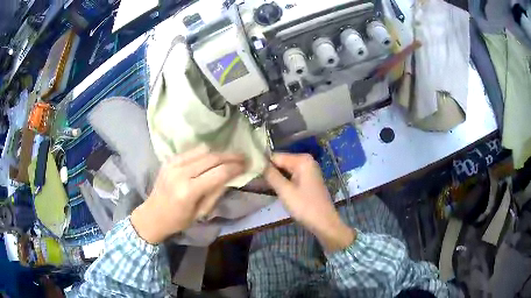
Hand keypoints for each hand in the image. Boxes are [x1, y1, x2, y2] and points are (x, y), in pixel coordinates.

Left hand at [131, 146, 245, 243]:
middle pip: (212, 158)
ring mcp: (173, 164)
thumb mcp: (201, 212)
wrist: (152, 215)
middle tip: (242, 157)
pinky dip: (204, 153)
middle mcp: (180, 173)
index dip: (235, 167)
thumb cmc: (178, 220)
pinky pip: (191, 151)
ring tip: (228, 157)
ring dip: (218, 152)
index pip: (218, 173)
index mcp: (189, 191)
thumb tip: (232, 176)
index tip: (246, 164)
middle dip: (230, 156)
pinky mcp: (169, 160)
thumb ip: (216, 192)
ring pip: (202, 150)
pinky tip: (210, 158)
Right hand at [264, 153, 355, 251]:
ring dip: (275, 177)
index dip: (263, 164)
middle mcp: (306, 161)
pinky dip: (283, 181)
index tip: (250, 173)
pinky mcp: (308, 179)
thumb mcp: (285, 191)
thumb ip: (271, 175)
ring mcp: (309, 170)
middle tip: (255, 182)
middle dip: (269, 171)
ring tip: (262, 186)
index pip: (275, 156)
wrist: (324, 222)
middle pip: (281, 162)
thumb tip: (258, 162)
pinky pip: (292, 176)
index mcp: (302, 160)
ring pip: (285, 169)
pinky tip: (275, 189)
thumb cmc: (305, 206)